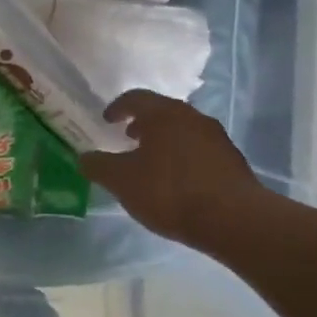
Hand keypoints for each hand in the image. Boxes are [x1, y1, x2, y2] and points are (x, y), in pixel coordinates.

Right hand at [79, 90, 267, 253]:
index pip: (135, 98)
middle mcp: (192, 117)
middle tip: (127, 138)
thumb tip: (84, 158)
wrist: (233, 219)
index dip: (117, 107)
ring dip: (163, 140)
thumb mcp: (121, 181)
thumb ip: (98, 166)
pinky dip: (181, 156)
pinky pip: (198, 150)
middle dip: (142, 123)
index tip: (106, 120)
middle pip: (162, 112)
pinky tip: (175, 181)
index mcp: (164, 114)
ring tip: (150, 162)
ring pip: (182, 130)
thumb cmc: (169, 192)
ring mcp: (216, 138)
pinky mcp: (231, 160)